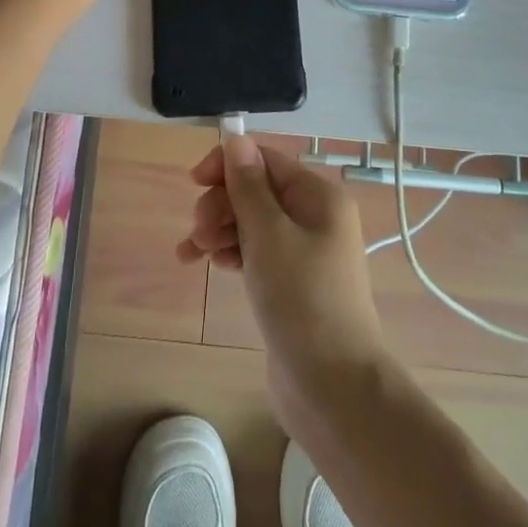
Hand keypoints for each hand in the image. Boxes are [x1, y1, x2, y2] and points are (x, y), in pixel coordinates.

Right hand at [181, 135, 386, 420]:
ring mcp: (305, 252)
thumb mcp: (268, 234)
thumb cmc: (302, 299)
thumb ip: (248, 185)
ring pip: (254, 222)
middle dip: (222, 202)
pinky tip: (209, 263)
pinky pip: (257, 252)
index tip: (194, 182)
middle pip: (258, 190)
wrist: (334, 389)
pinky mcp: (293, 283)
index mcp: (319, 196)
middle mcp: (316, 216)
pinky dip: (232, 252)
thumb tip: (236, 137)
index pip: (266, 160)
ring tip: (193, 251)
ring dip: (221, 228)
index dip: (228, 164)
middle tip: (198, 231)